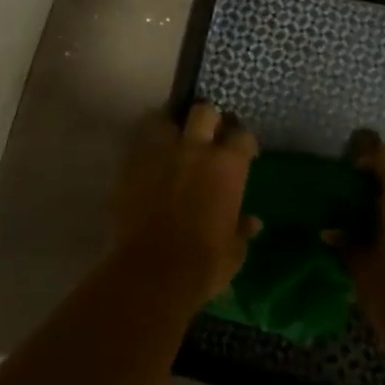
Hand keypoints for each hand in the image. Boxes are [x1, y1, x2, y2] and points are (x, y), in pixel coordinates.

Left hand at [115, 103, 261, 304]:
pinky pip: (139, 143)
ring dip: (170, 126)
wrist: (152, 272)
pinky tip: (148, 160)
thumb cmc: (203, 264)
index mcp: (227, 166)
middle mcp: (196, 149)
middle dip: (207, 119)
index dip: (242, 141)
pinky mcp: (131, 164)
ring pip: (164, 118)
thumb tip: (253, 222)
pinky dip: (145, 147)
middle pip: (204, 111)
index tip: (242, 152)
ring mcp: (160, 152)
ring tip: (172, 139)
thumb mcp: (233, 251)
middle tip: (207, 134)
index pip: (242, 135)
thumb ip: (242, 229)